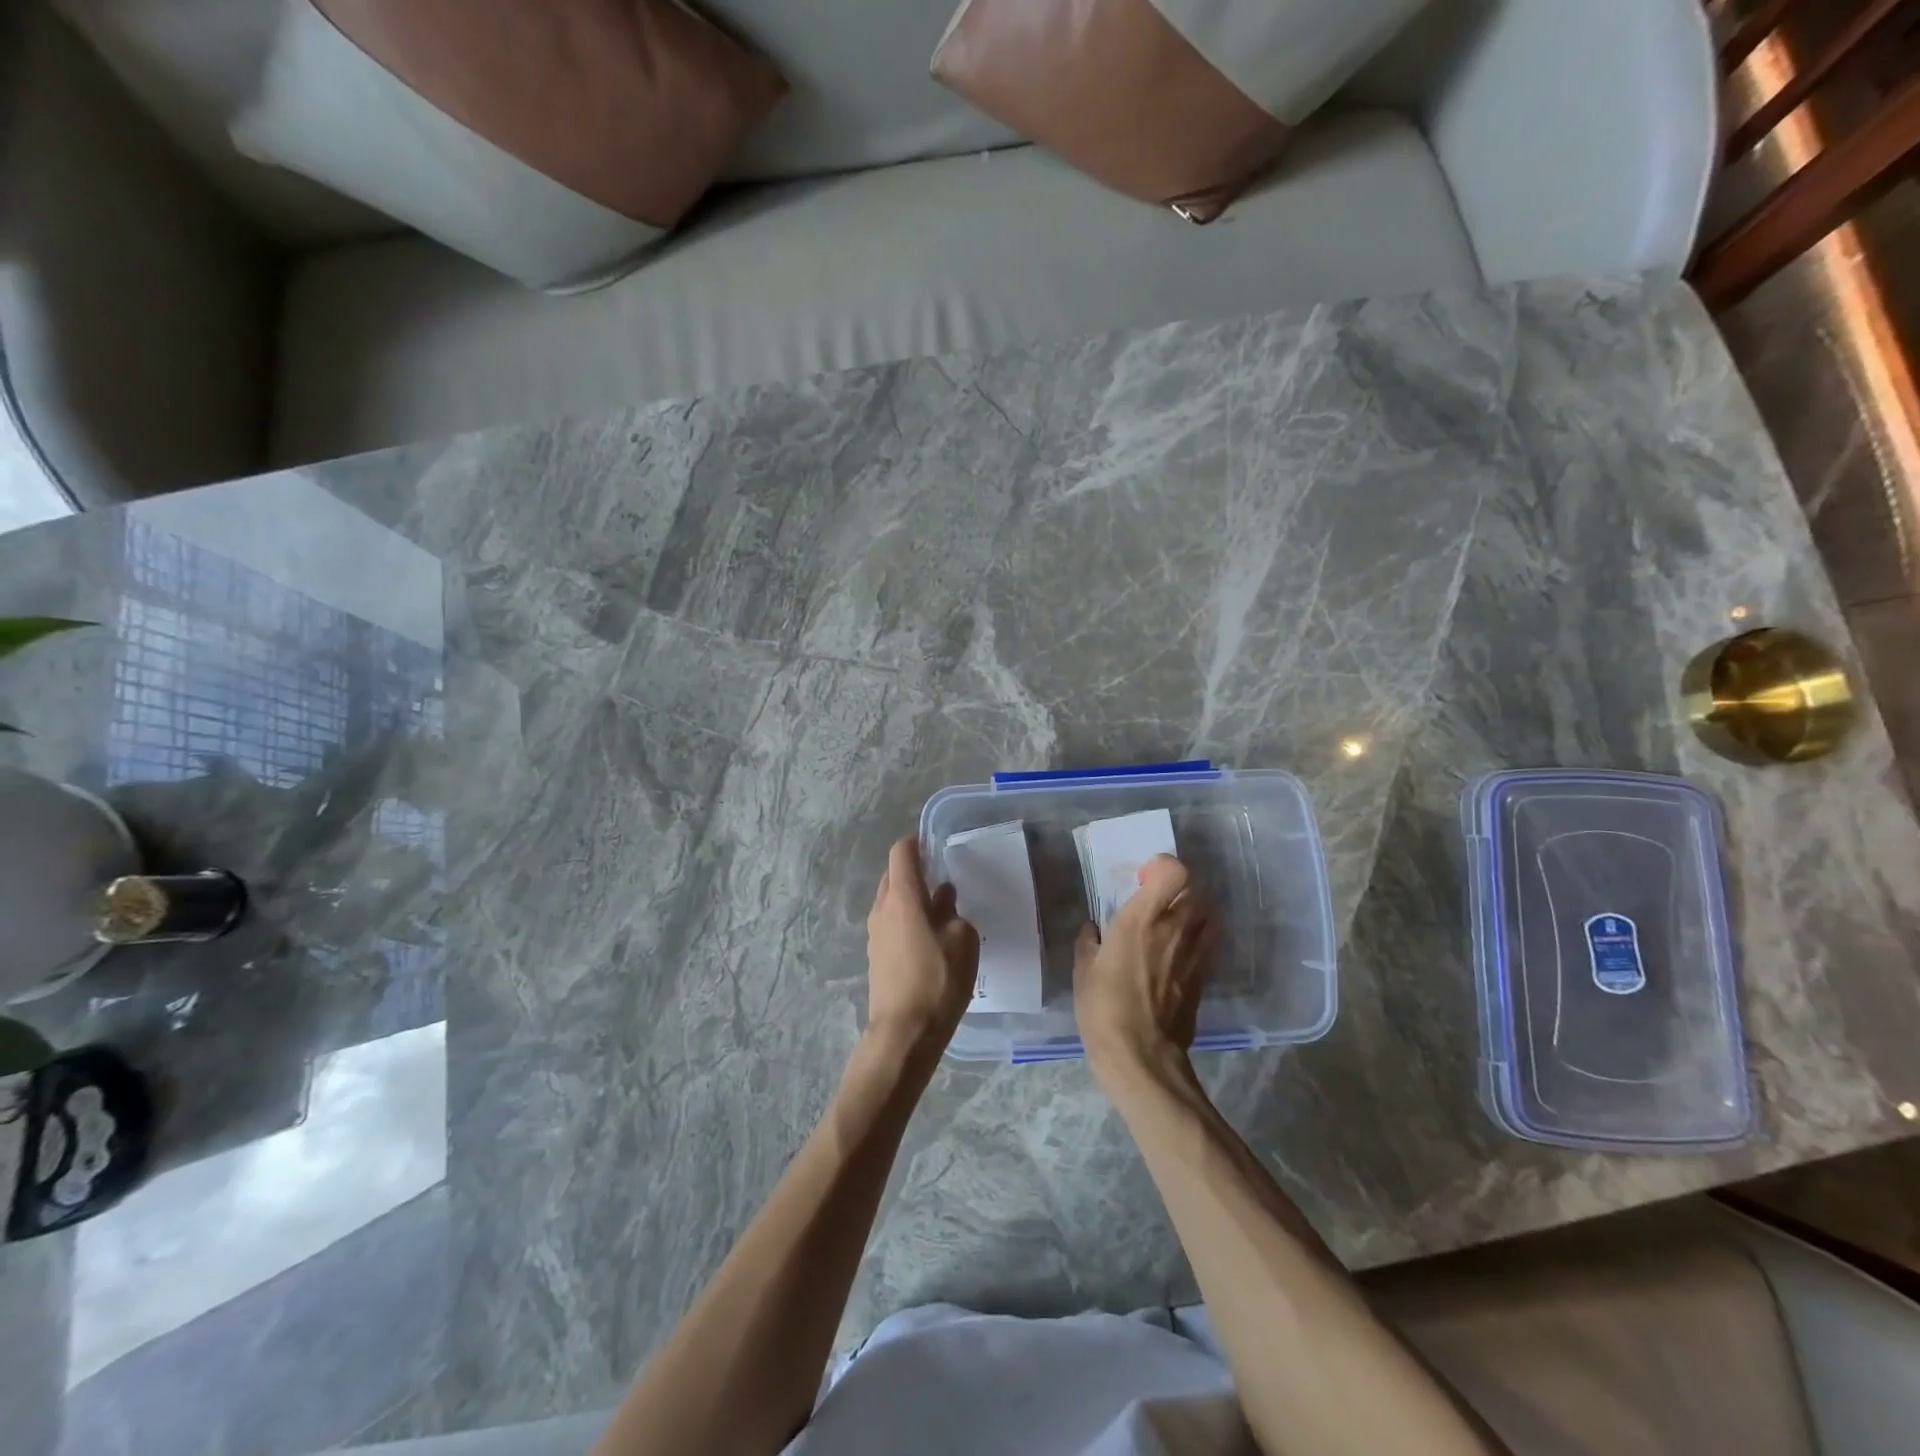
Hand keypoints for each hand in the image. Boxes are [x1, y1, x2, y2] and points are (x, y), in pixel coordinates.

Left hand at [864, 837, 979, 1056]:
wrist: (904, 1032)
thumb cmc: (938, 980)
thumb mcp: (962, 941)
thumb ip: (952, 911)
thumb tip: (943, 897)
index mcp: (902, 897)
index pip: (901, 853)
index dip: (917, 843)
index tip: (935, 847)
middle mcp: (881, 909)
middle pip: (892, 876)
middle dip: (914, 871)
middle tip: (942, 880)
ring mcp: (874, 933)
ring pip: (889, 901)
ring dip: (910, 899)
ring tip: (938, 912)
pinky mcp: (875, 955)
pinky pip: (889, 924)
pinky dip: (905, 920)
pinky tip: (926, 939)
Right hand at [1074, 855, 1216, 1083]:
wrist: (1141, 1057)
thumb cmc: (1103, 1008)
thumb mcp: (1083, 971)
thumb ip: (1089, 942)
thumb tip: (1093, 929)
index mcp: (1141, 920)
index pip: (1173, 872)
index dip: (1163, 866)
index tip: (1145, 877)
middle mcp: (1173, 929)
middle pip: (1195, 889)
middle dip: (1179, 887)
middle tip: (1158, 898)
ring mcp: (1193, 953)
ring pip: (1208, 915)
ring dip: (1194, 910)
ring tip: (1173, 921)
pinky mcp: (1203, 977)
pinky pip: (1208, 944)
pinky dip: (1198, 937)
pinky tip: (1178, 951)